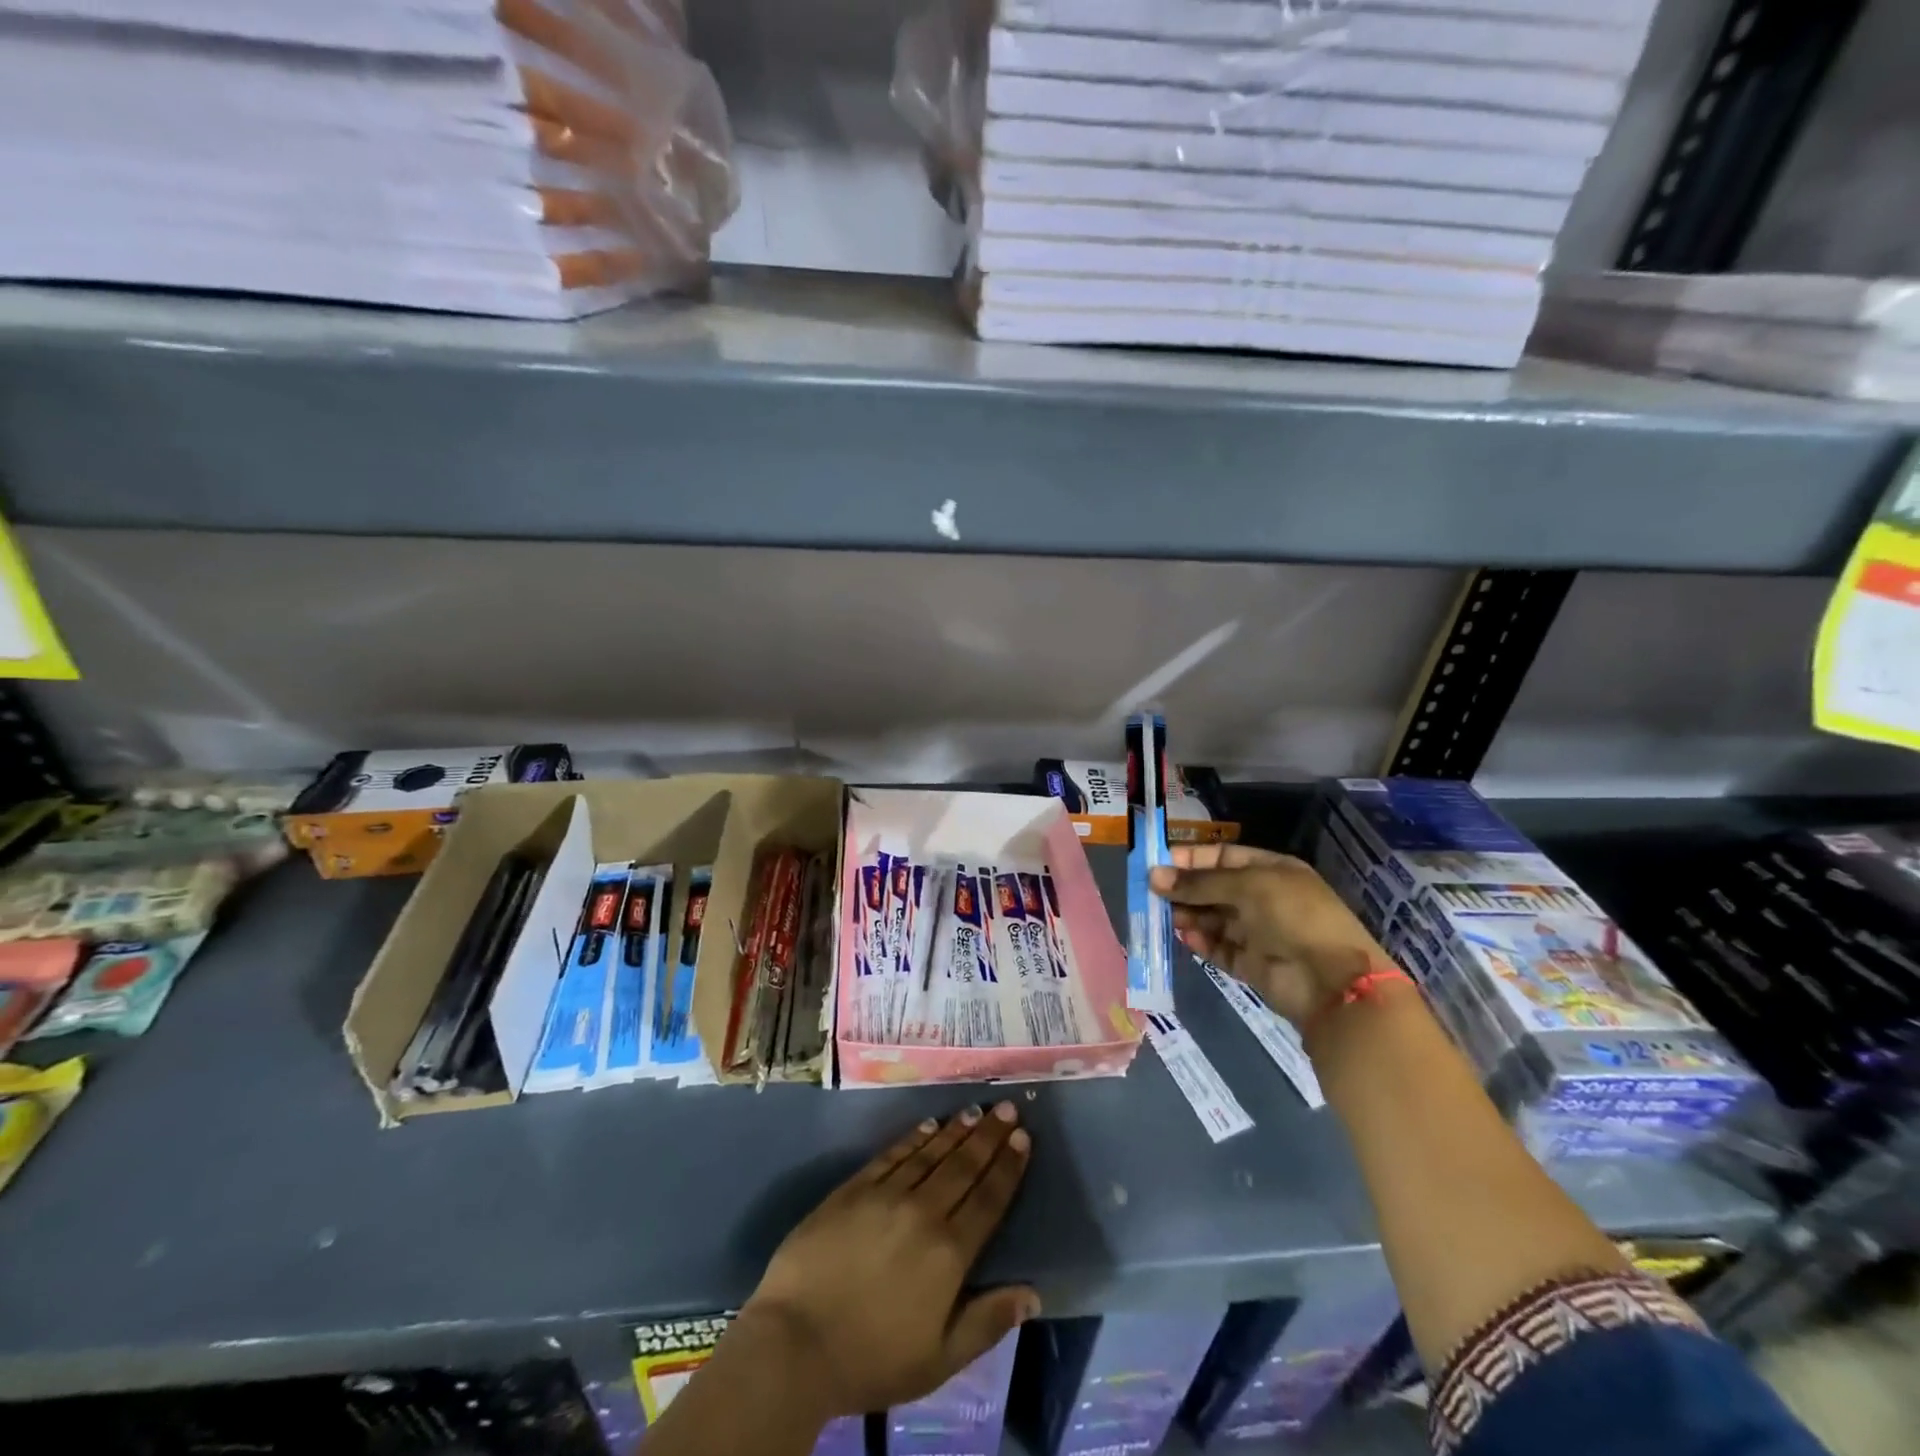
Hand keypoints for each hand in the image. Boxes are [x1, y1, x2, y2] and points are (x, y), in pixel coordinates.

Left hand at [738, 1102, 1038, 1418]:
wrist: (796, 1342)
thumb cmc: (872, 1359)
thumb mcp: (939, 1359)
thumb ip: (987, 1322)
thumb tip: (1033, 1294)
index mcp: (949, 1253)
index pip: (988, 1199)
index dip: (1008, 1166)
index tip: (1023, 1137)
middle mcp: (923, 1212)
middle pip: (963, 1166)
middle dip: (988, 1136)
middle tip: (1006, 1108)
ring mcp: (886, 1195)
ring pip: (930, 1153)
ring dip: (956, 1130)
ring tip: (974, 1110)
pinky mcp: (853, 1188)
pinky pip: (892, 1154)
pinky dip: (914, 1138)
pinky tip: (928, 1125)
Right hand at [1150, 843, 1387, 1024]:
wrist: (1331, 981)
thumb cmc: (1293, 916)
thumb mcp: (1246, 886)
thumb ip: (1199, 883)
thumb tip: (1153, 876)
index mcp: (1271, 871)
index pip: (1223, 857)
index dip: (1191, 859)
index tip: (1158, 864)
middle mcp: (1264, 899)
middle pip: (1215, 889)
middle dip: (1185, 890)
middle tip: (1152, 893)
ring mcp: (1259, 933)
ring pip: (1214, 919)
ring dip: (1190, 916)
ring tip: (1165, 917)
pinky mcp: (1253, 964)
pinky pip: (1220, 949)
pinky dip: (1202, 944)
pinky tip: (1185, 939)